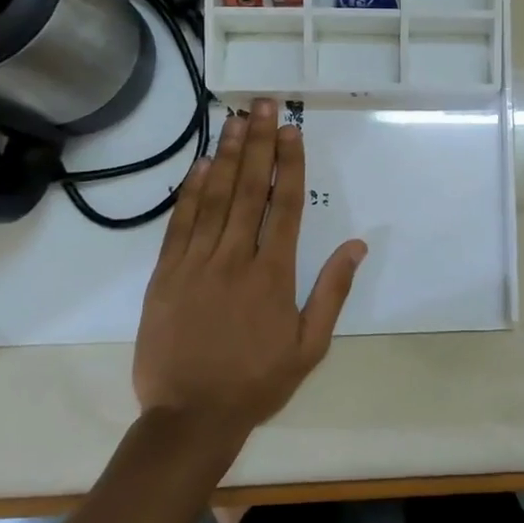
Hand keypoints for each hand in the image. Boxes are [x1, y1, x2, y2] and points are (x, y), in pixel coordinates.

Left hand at [133, 98, 366, 430]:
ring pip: (213, 199)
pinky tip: (198, 166)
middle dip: (257, 143)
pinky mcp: (165, 276)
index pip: (284, 206)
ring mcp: (195, 265)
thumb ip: (332, 292)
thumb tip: (358, 245)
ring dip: (225, 156)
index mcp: (273, 275)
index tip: (290, 129)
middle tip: (262, 105)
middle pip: (248, 190)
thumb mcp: (310, 346)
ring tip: (234, 120)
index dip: (289, 164)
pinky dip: (189, 193)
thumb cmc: (258, 382)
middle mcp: (234, 259)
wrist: (189, 418)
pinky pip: (179, 226)